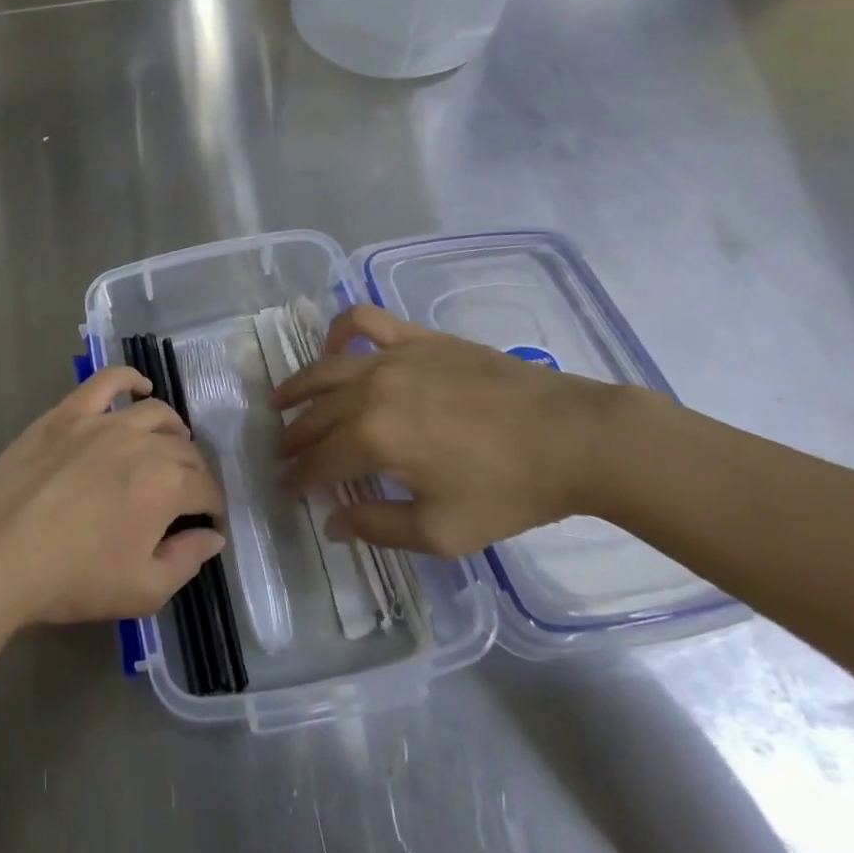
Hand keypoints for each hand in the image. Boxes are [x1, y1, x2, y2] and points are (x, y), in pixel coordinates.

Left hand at [0, 367, 226, 628]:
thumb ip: (187, 560)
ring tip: (172, 445)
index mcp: (167, 485)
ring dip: (173, 431)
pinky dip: (129, 379)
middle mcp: (143, 442)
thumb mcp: (143, 590)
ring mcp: (103, 421)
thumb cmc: (73, 578)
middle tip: (187, 494)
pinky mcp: (69, 411)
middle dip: (195, 473)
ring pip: (155, 413)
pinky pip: (107, 381)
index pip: (206, 489)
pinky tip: (140, 387)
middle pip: (184, 450)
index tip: (207, 523)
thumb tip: (212, 537)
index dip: (212, 508)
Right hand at [275, 305, 629, 555]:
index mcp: (373, 439)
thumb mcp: (443, 531)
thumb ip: (378, 527)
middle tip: (282, 454)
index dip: (296, 478)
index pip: (318, 461)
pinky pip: (362, 321)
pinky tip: (333, 348)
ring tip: (281, 400)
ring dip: (298, 386)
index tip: (284, 490)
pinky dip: (338, 330)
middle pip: (315, 414)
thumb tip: (332, 522)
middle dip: (292, 438)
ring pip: (325, 368)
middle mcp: (369, 390)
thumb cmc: (509, 491)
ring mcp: (391, 357)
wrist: (571, 437)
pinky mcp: (415, 338)